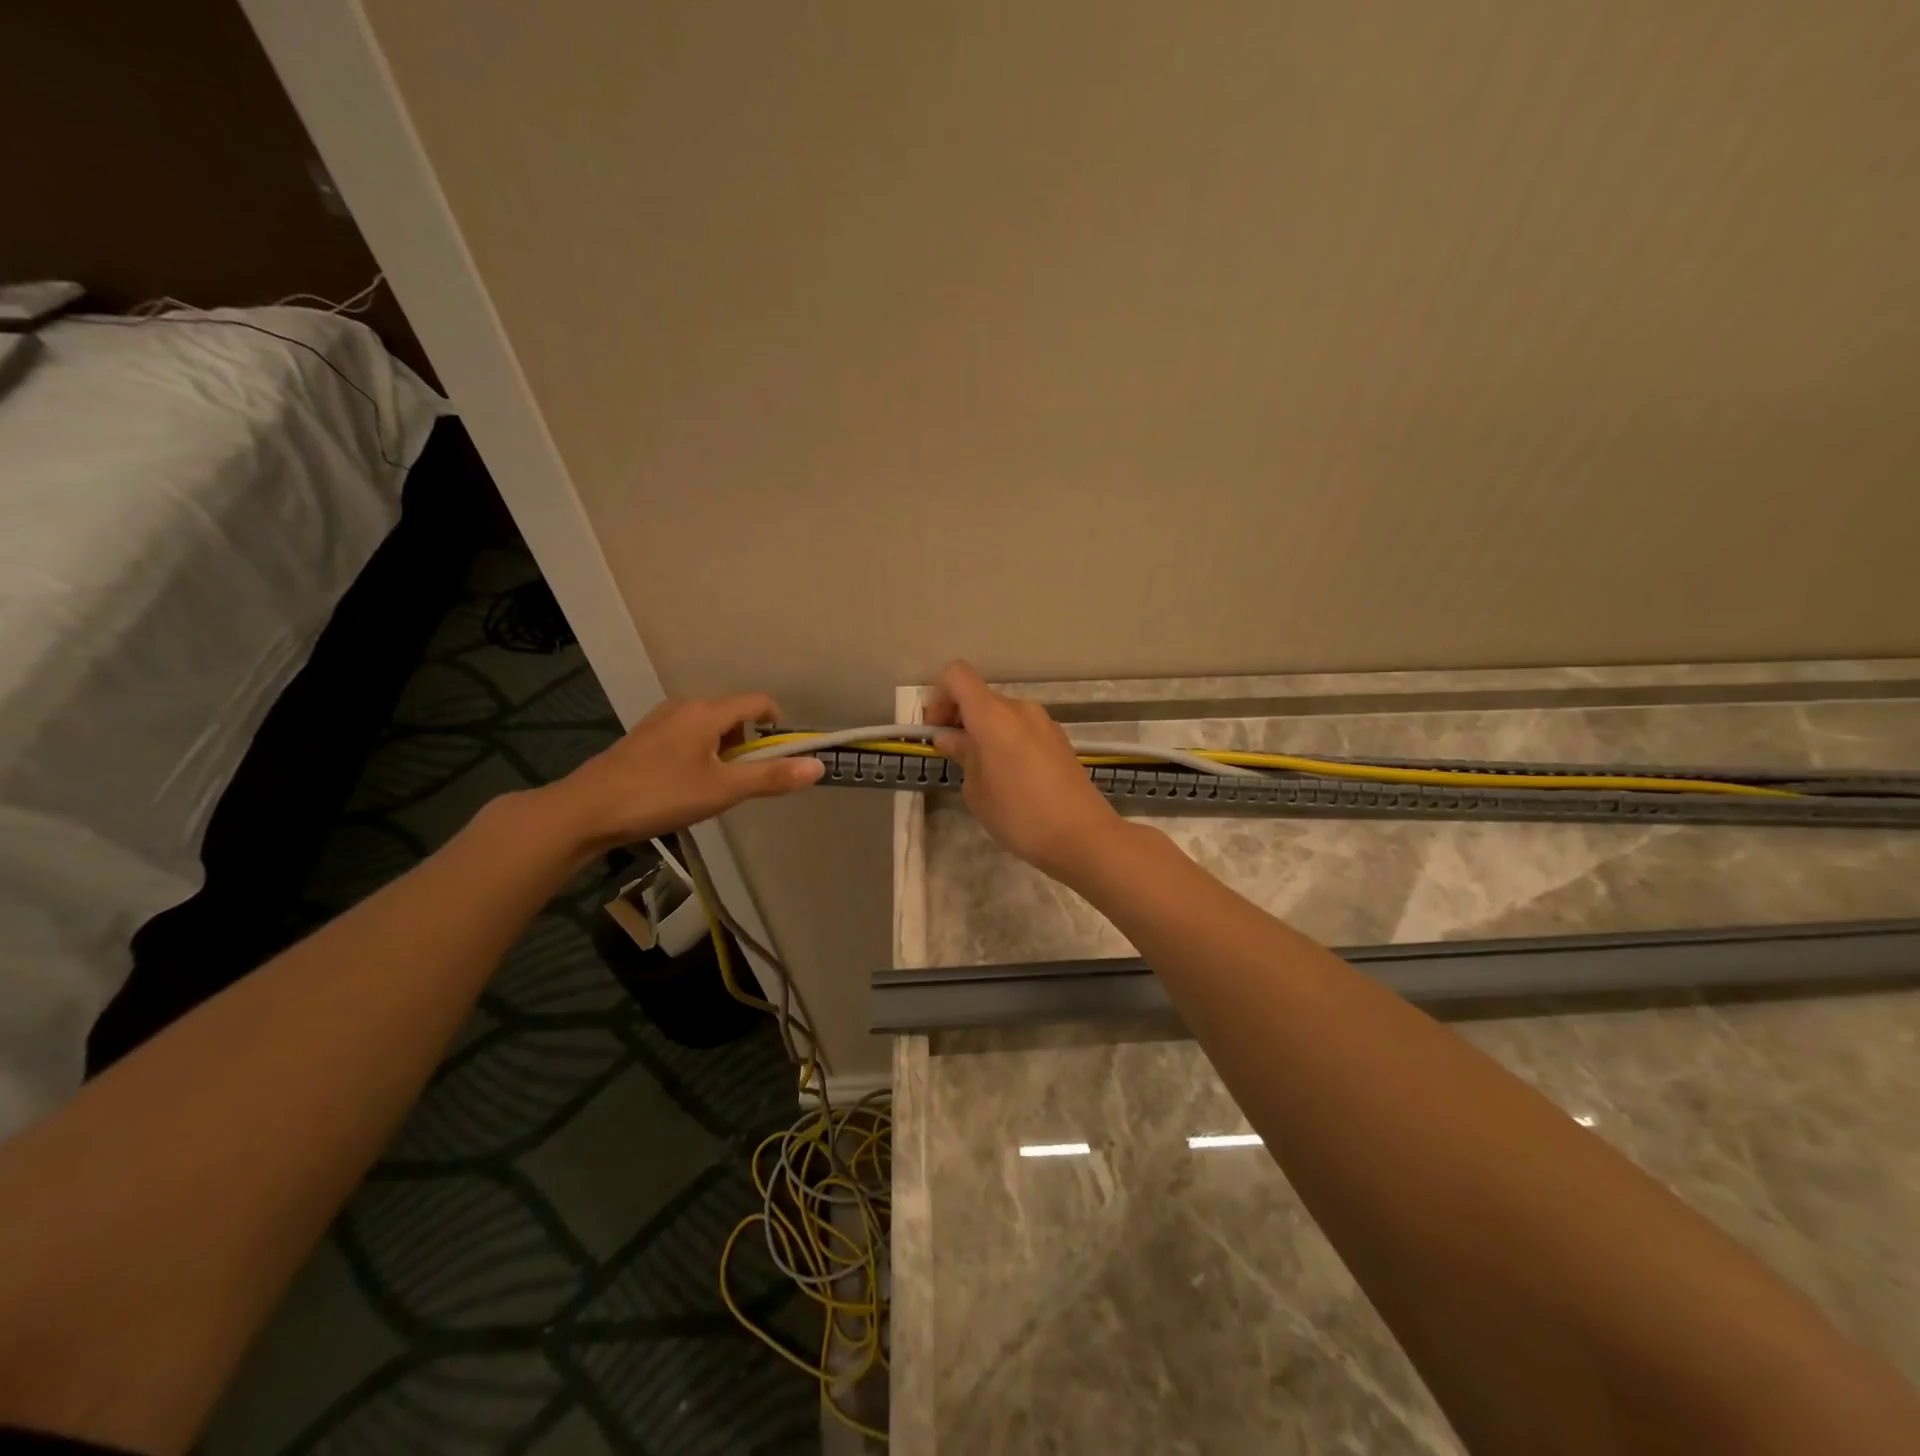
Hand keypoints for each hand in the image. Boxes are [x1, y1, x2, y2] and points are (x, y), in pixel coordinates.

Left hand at [534, 693, 822, 855]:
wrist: (586, 810)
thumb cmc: (660, 795)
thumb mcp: (723, 790)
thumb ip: (771, 778)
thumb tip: (818, 766)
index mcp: (707, 712)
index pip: (757, 702)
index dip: (778, 722)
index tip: (782, 753)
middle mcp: (684, 707)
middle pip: (733, 716)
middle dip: (747, 745)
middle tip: (743, 782)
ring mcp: (659, 722)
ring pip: (707, 729)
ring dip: (722, 753)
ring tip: (712, 789)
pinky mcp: (641, 740)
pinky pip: (685, 738)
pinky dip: (698, 756)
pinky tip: (683, 788)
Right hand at [927, 661, 1124, 880]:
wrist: (1082, 836)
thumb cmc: (1018, 814)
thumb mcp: (976, 790)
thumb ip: (962, 755)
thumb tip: (951, 738)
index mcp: (992, 715)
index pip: (956, 675)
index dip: (939, 697)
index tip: (937, 732)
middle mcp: (1020, 708)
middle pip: (980, 696)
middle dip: (960, 719)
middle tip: (954, 756)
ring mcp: (1044, 722)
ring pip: (1002, 714)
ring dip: (985, 732)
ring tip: (983, 773)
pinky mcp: (1060, 739)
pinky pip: (1023, 729)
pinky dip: (1007, 742)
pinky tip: (1011, 778)